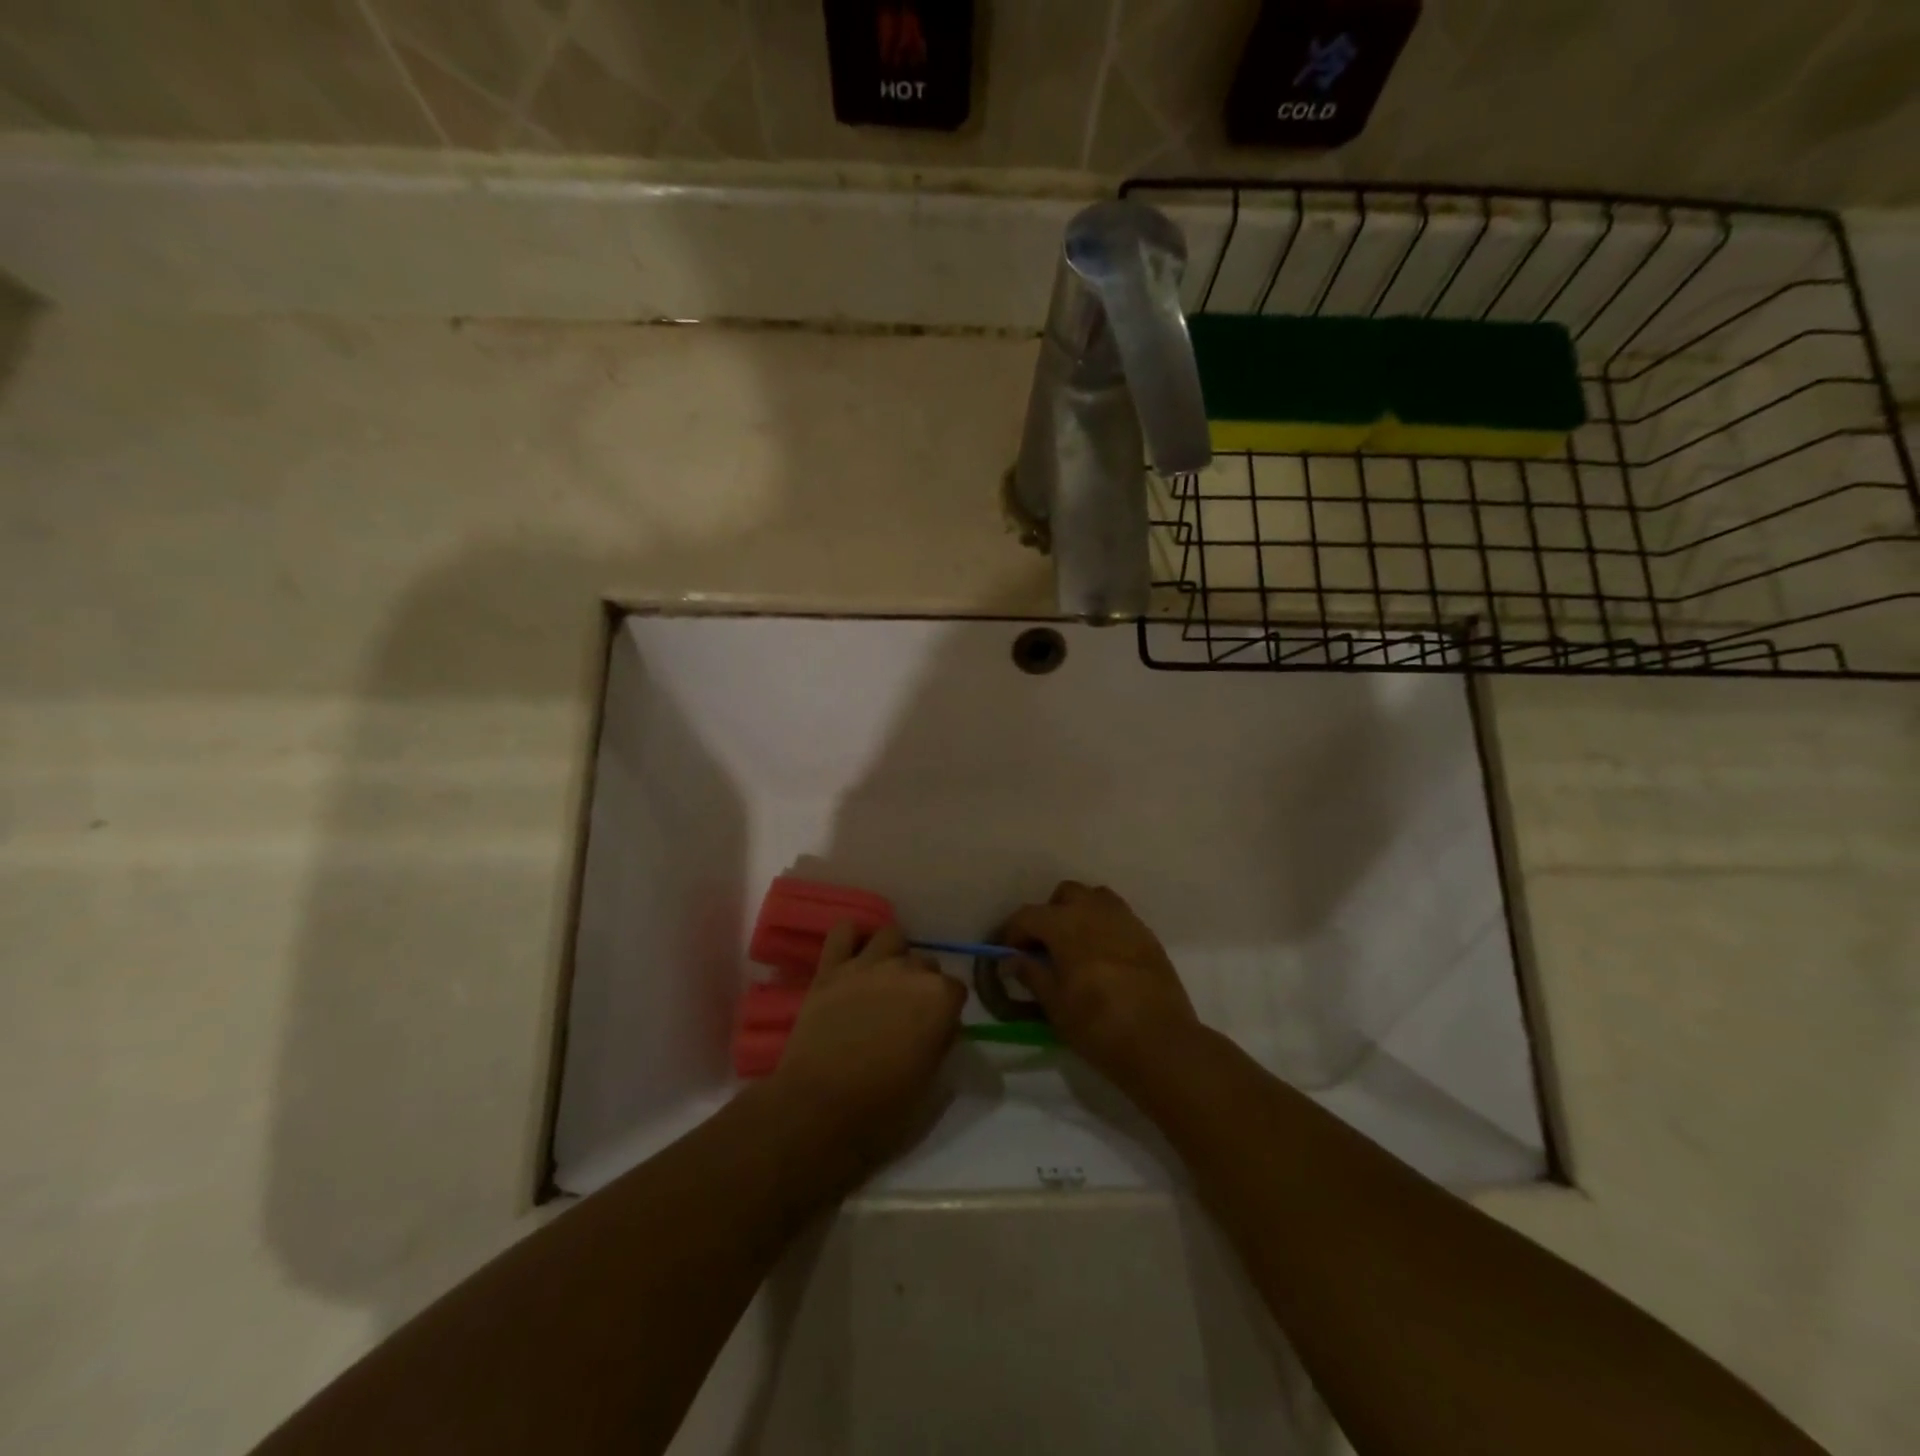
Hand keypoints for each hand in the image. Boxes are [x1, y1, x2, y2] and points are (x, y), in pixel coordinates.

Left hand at [773, 922, 966, 1166]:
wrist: (818, 1109)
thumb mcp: (931, 1085)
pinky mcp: (831, 969)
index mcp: (939, 998)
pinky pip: (844, 931)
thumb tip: (942, 1028)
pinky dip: (851, 938)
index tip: (936, 1030)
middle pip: (925, 962)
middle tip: (906, 1013)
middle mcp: (908, 970)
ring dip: (893, 955)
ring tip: (884, 981)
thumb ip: (943, 1045)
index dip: (946, 1011)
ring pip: (891, 936)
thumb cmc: (882, 1108)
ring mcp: (867, 965)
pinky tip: (853, 956)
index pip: (956, 989)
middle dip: (921, 983)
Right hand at [1000, 882, 1202, 1091]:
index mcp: (1066, 924)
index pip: (1028, 915)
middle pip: (1065, 895)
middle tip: (1045, 947)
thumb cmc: (1098, 1025)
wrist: (1161, 1042)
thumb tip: (1012, 959)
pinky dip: (1104, 927)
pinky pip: (1118, 917)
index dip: (1012, 932)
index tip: (1007, 953)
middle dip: (1050, 914)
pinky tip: (1103, 957)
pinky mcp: (1147, 935)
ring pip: (1095, 899)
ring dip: (1080, 914)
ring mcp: (1125, 920)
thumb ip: (1031, 974)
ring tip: (1075, 946)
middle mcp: (1095, 911)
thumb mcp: (1055, 1005)